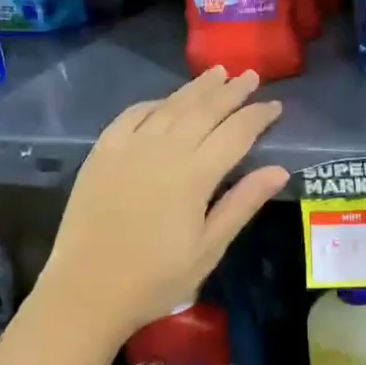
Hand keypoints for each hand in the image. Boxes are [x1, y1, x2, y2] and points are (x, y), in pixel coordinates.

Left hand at [30, 68, 288, 346]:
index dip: (257, 116)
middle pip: (204, 110)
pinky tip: (165, 101)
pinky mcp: (102, 152)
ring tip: (217, 72)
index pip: (236, 133)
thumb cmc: (156, 278)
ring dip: (196, 88)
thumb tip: (279, 169)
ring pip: (170, 106)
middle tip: (250, 75)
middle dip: (231, 91)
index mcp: (195, 175)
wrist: (86, 292)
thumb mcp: (209, 248)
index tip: (274, 105)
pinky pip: (132, 115)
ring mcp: (129, 147)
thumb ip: (243, 203)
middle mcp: (164, 150)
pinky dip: (154, 103)